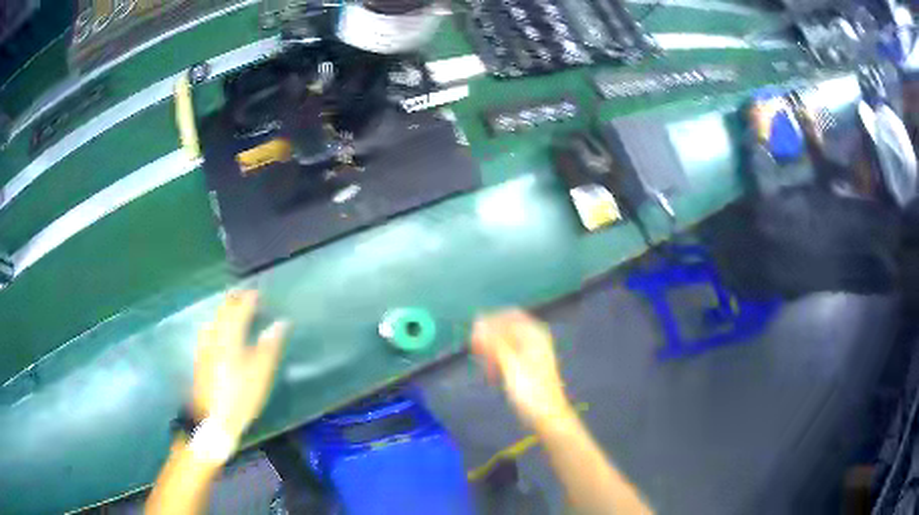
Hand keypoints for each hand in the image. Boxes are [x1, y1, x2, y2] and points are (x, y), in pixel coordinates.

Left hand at [192, 291, 287, 439]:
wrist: (213, 420)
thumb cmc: (241, 397)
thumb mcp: (260, 374)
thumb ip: (269, 347)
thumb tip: (279, 323)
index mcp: (230, 338)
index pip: (239, 310)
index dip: (249, 299)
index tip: (258, 292)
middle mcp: (214, 338)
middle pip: (223, 312)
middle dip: (234, 300)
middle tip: (245, 295)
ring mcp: (204, 348)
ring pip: (214, 320)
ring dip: (224, 311)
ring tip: (232, 309)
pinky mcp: (200, 359)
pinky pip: (208, 332)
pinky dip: (216, 324)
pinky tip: (216, 331)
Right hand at [471, 310, 572, 428]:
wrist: (547, 417)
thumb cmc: (530, 391)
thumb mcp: (511, 364)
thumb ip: (495, 341)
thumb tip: (478, 321)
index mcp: (534, 335)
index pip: (509, 315)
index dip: (490, 321)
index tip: (473, 336)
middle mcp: (534, 340)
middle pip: (506, 328)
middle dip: (489, 338)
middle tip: (476, 353)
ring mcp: (531, 354)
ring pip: (505, 343)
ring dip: (492, 352)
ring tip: (485, 369)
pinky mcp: (526, 368)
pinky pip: (507, 356)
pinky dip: (497, 362)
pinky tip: (491, 375)